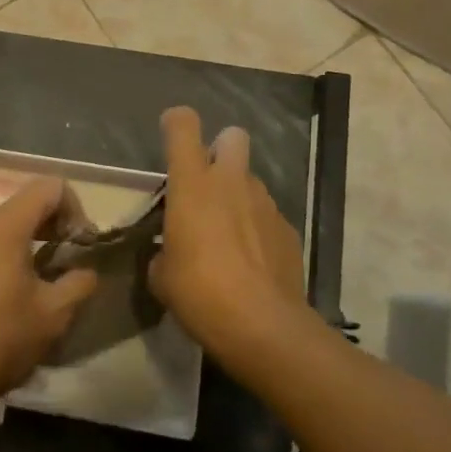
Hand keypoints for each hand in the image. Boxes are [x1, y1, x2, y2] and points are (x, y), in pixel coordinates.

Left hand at [0, 177, 98, 428]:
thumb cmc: (0, 340)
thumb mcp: (53, 315)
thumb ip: (79, 283)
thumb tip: (86, 270)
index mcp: (3, 225)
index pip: (48, 188)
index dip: (75, 208)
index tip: (81, 244)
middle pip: (25, 204)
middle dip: (54, 225)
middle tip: (69, 260)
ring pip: (4, 225)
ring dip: (31, 241)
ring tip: (43, 279)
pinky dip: (7, 253)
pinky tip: (12, 293)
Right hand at [149, 107, 311, 368]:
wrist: (265, 328)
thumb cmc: (201, 293)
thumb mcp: (162, 277)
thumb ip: (162, 253)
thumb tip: (167, 255)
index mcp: (193, 183)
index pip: (183, 125)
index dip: (176, 123)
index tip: (170, 135)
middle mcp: (231, 181)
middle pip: (232, 136)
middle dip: (220, 150)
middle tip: (207, 183)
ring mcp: (265, 203)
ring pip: (250, 180)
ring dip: (238, 195)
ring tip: (227, 235)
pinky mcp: (288, 229)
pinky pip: (267, 215)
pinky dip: (258, 228)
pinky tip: (251, 261)